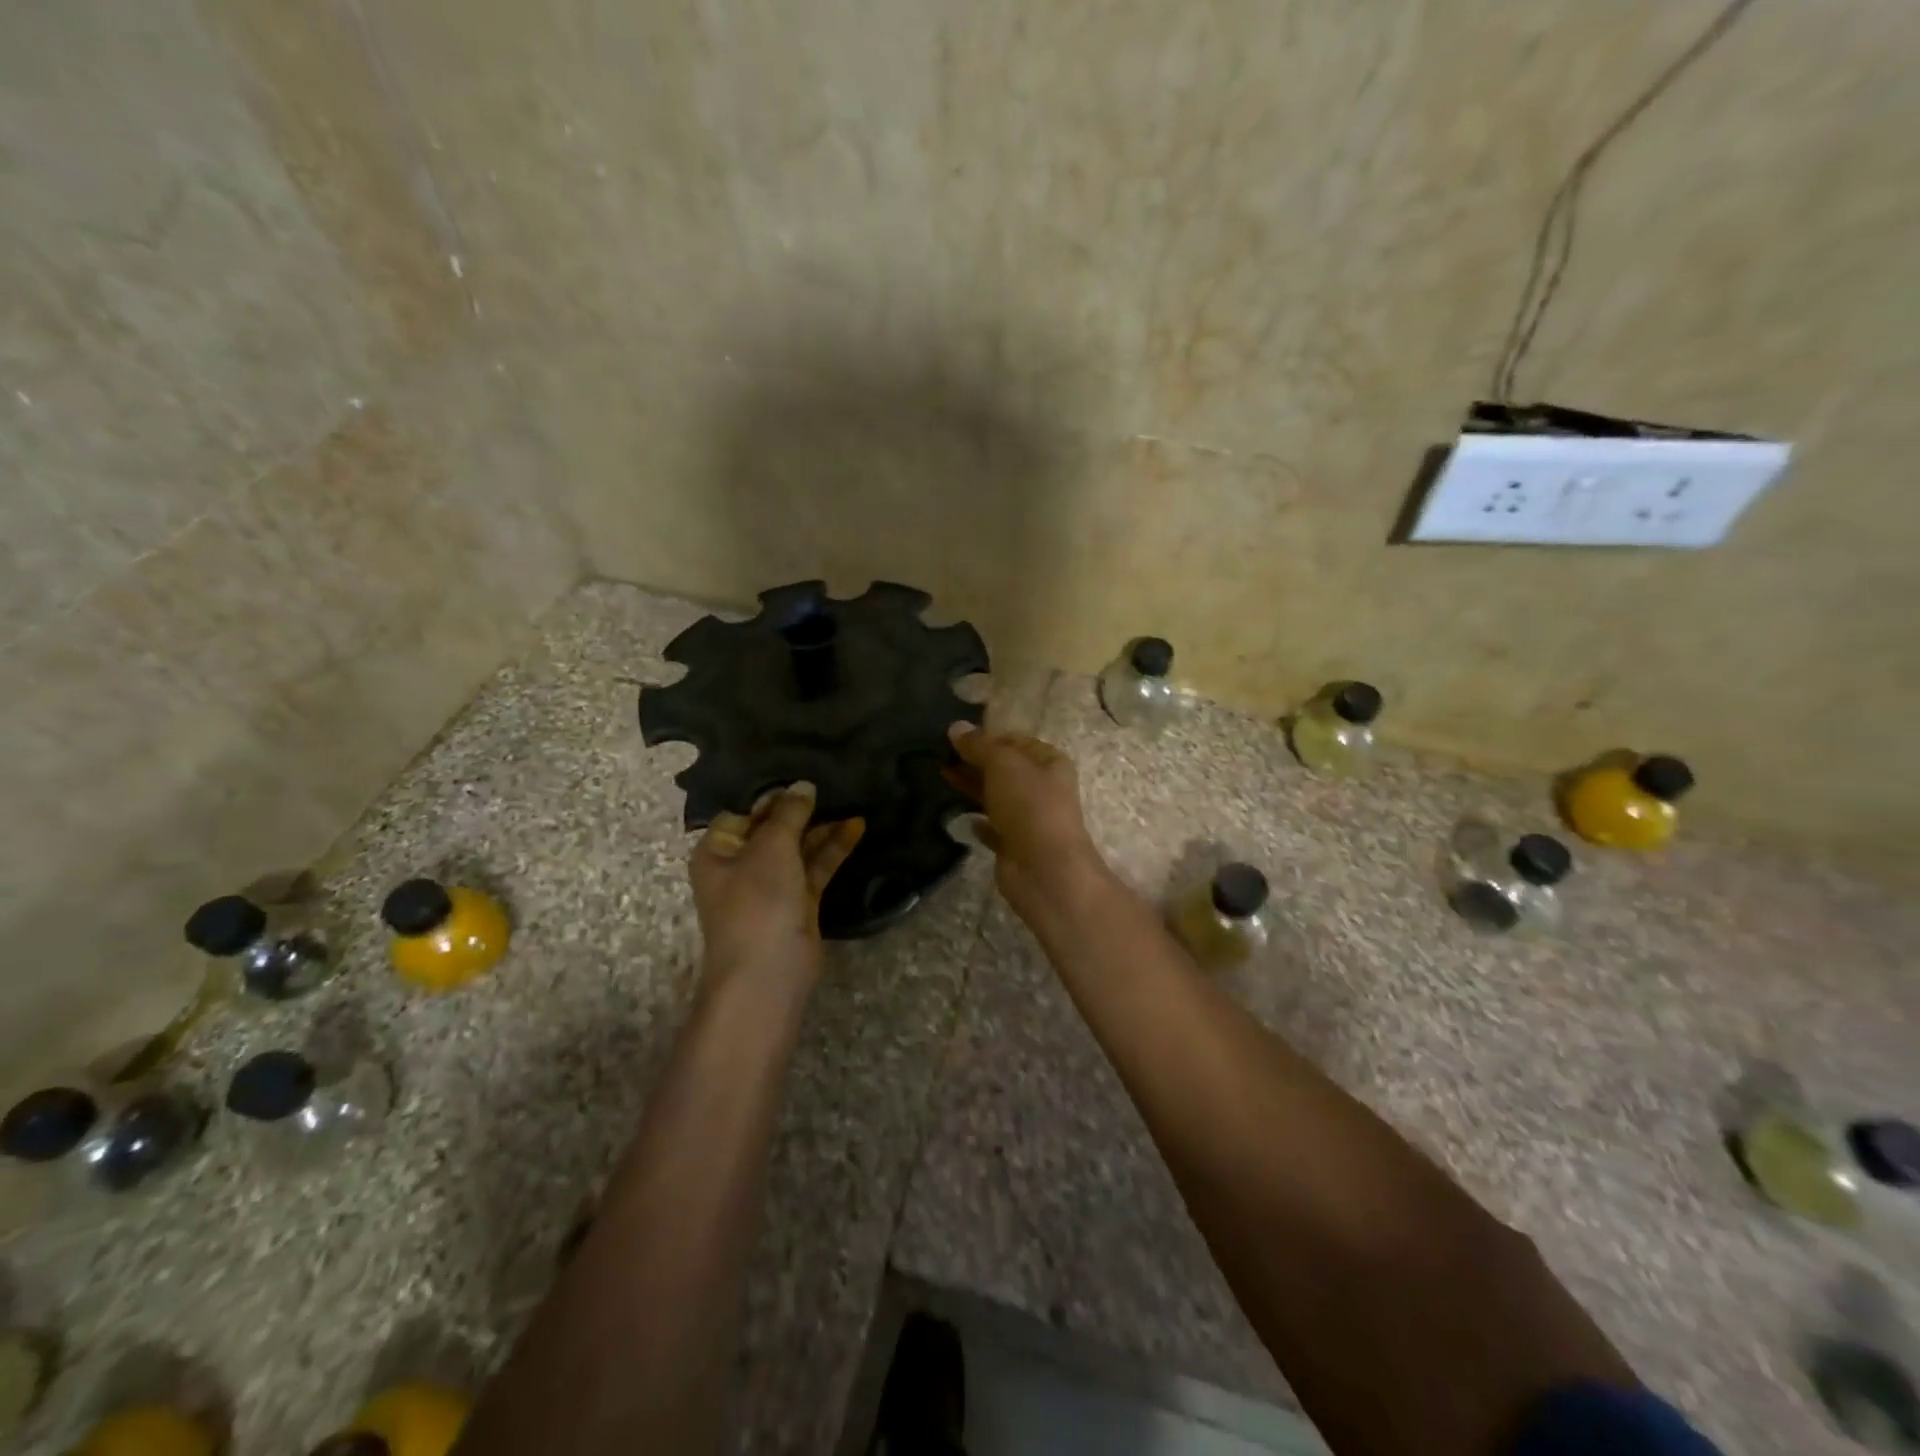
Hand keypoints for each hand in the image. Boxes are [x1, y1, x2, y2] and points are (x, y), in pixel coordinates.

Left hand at [689, 782, 864, 990]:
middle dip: (800, 807)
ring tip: (850, 796)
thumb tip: (804, 785)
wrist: (768, 973)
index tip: (801, 771)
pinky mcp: (799, 901)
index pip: (744, 811)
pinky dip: (833, 848)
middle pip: (772, 827)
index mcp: (718, 850)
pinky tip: (856, 825)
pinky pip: (815, 867)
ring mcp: (771, 885)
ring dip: (821, 826)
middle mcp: (741, 865)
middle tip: (832, 777)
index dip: (771, 793)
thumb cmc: (757, 901)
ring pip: (798, 847)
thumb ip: (789, 813)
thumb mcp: (771, 847)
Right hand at [946, 723, 1106, 924]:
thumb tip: (956, 727)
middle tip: (940, 756)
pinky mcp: (1015, 846)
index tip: (955, 738)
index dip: (987, 737)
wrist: (1044, 869)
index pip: (1015, 741)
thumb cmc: (1029, 805)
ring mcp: (1030, 819)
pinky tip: (959, 815)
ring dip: (972, 788)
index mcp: (1050, 762)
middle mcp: (1043, 788)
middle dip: (975, 762)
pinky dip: (978, 822)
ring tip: (941, 777)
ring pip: (997, 797)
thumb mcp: (1003, 764)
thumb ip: (978, 745)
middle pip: (1005, 770)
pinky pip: (993, 828)